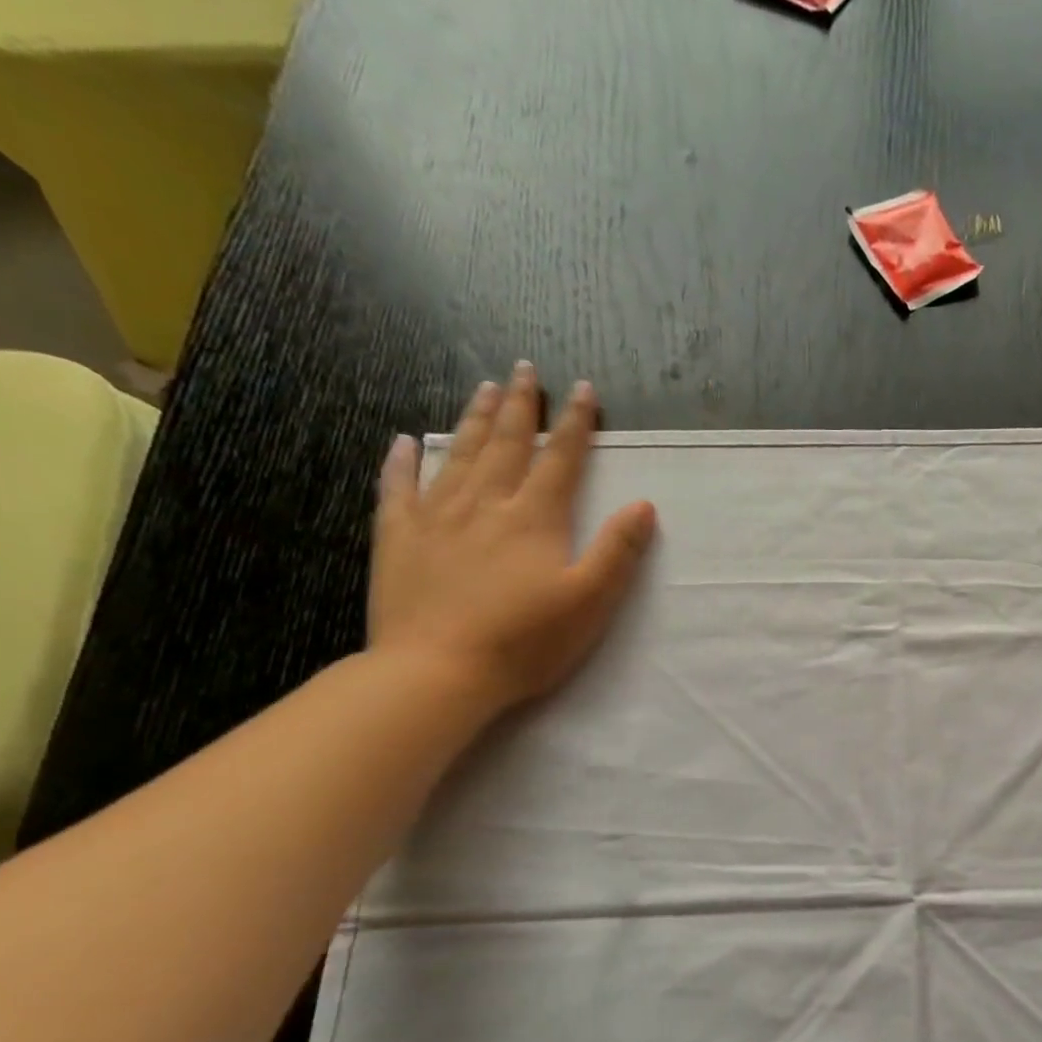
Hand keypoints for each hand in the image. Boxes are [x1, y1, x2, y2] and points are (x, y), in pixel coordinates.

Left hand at [368, 362, 656, 715]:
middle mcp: (485, 504)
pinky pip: (398, 488)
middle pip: (507, 444)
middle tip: (525, 369)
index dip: (576, 423)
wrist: (438, 672)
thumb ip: (617, 551)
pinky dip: (400, 461)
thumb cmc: (525, 642)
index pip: (561, 459)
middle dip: (521, 406)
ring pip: (458, 455)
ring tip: (485, 388)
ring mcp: (436, 518)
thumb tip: (643, 505)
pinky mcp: (398, 539)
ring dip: (475, 420)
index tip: (583, 389)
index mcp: (534, 519)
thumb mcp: (590, 602)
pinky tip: (404, 442)